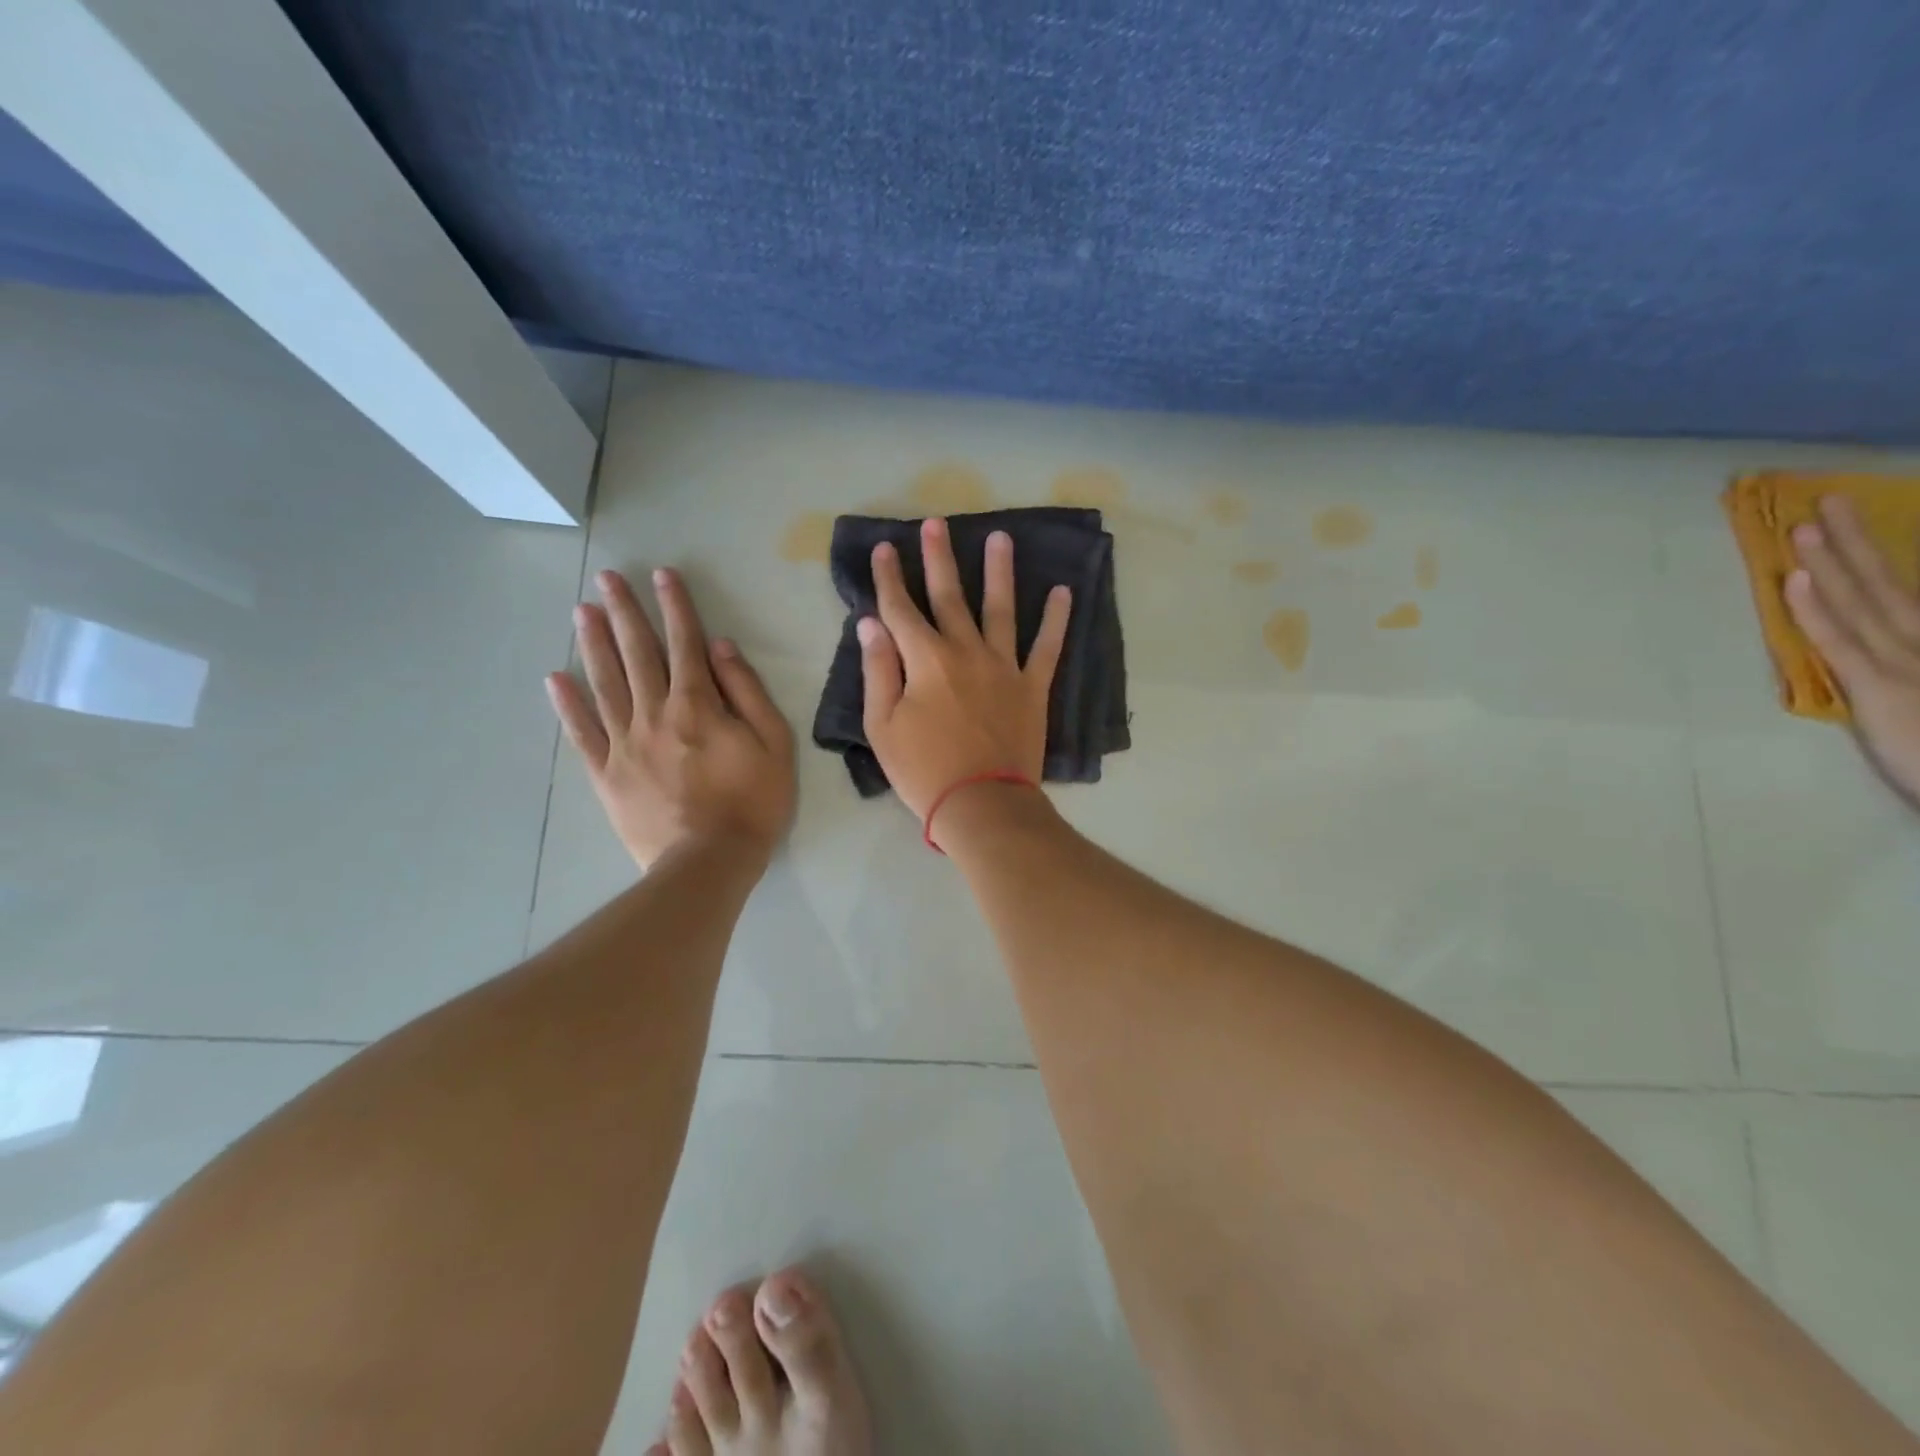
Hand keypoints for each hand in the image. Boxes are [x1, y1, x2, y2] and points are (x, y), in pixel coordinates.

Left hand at [546, 568, 794, 869]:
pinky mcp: (606, 774)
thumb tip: (720, 648)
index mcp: (698, 705)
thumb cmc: (753, 803)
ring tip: (581, 611)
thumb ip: (747, 692)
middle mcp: (655, 714)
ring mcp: (624, 743)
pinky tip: (555, 679)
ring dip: (593, 644)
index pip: (684, 643)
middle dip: (624, 612)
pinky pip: (582, 733)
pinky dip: (567, 705)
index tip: (661, 574)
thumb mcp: (773, 743)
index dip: (674, 606)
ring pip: (605, 683)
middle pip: (637, 654)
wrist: (709, 863)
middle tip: (607, 578)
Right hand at [858, 517, 1070, 828]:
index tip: (883, 549)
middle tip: (936, 523)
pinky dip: (1056, 620)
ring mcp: (1004, 666)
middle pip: (949, 596)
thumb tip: (870, 624)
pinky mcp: (1033, 687)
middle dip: (938, 558)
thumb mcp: (883, 726)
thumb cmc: (924, 770)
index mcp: (925, 660)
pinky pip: (1047, 647)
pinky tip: (1063, 592)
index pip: (900, 609)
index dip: (889, 578)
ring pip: (1001, 609)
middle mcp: (965, 651)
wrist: (982, 804)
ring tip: (1000, 537)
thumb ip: (878, 671)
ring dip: (999, 571)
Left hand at [1786, 495, 1919, 805]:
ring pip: (1862, 603)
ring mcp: (1908, 665)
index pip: (1897, 593)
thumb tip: (1866, 631)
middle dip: (1852, 541)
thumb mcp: (1908, 696)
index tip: (1838, 523)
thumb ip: (1883, 664)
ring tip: (1801, 525)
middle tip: (1822, 500)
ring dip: (1832, 561)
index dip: (1868, 556)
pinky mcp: (1885, 691)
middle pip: (1884, 584)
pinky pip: (1842, 644)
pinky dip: (1815, 611)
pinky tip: (1795, 580)